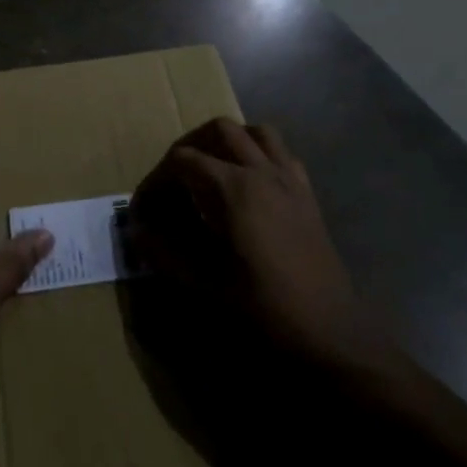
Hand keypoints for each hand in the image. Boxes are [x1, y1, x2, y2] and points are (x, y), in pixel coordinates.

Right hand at [133, 118, 368, 369]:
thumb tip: (137, 232)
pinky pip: (282, 154)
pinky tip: (249, 184)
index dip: (156, 180)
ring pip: (256, 132)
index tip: (144, 209)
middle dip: (189, 147)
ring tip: (210, 170)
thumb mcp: (204, 284)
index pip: (182, 161)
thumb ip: (164, 253)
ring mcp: (289, 180)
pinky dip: (260, 154)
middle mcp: (261, 171)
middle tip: (173, 181)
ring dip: (228, 141)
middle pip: (218, 131)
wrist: (330, 335)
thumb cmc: (263, 309)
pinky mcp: (307, 195)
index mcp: (233, 188)